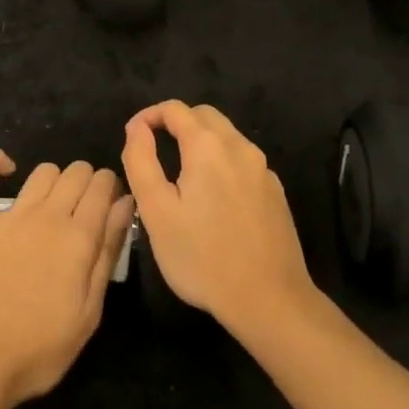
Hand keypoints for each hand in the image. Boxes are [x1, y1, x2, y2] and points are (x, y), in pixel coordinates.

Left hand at [0, 153, 133, 408]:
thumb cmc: (41, 349)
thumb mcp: (90, 311)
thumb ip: (108, 251)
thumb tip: (125, 204)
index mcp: (79, 237)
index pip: (103, 186)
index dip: (111, 189)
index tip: (111, 207)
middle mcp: (47, 215)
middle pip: (76, 172)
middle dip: (88, 182)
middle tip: (84, 210)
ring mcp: (9, 214)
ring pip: (42, 171)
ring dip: (55, 180)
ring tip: (53, 203)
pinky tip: (7, 168)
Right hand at [122, 101, 317, 335]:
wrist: (269, 299)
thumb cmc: (203, 257)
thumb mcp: (156, 212)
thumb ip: (141, 161)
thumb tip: (137, 128)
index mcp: (208, 146)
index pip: (174, 109)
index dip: (149, 116)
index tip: (133, 137)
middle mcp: (239, 147)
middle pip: (204, 116)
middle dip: (176, 123)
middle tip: (154, 150)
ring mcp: (262, 169)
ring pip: (227, 136)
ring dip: (200, 141)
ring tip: (180, 174)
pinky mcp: (275, 191)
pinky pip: (243, 160)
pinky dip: (222, 162)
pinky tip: (214, 197)